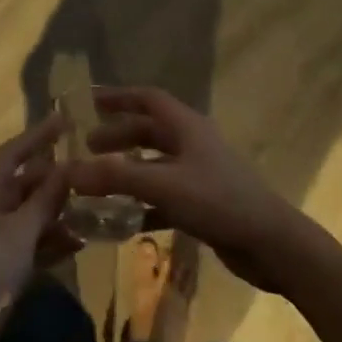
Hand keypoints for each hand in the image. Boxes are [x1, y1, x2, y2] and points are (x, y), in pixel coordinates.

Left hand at [0, 116, 80, 336]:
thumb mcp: (18, 232)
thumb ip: (43, 201)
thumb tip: (66, 167)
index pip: (13, 153)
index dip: (37, 135)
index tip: (65, 118)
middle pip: (24, 184)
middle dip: (54, 178)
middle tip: (90, 170)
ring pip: (31, 217)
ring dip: (58, 213)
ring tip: (94, 207)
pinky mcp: (2, 269)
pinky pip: (32, 246)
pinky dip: (52, 243)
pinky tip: (80, 243)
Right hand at [68, 88, 317, 293]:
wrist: (272, 245)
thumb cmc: (218, 201)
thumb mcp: (163, 185)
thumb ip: (116, 177)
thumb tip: (69, 170)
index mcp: (186, 126)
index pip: (148, 98)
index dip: (118, 96)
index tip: (89, 100)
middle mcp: (192, 143)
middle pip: (149, 131)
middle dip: (118, 136)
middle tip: (87, 148)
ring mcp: (200, 174)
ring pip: (155, 164)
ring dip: (128, 171)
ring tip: (98, 184)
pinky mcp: (204, 203)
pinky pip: (165, 196)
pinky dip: (143, 203)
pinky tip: (124, 221)